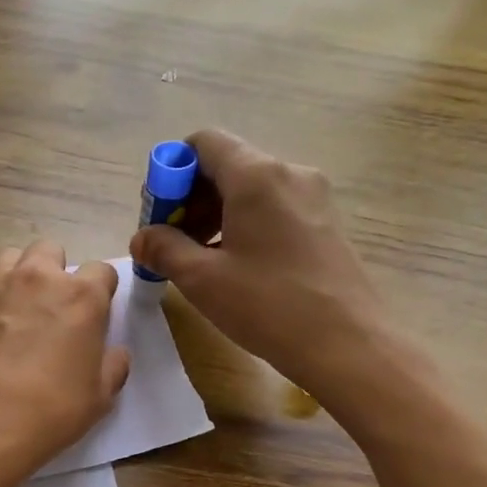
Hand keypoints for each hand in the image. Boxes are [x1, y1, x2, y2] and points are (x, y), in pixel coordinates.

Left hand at [0, 241, 129, 486]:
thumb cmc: (48, 414)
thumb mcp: (99, 398)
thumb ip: (112, 366)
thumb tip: (113, 353)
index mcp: (80, 296)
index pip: (101, 271)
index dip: (100, 292)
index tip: (94, 315)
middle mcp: (36, 278)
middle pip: (50, 252)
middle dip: (55, 273)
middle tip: (52, 310)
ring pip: (9, 258)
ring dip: (18, 276)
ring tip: (16, 310)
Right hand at [130, 128, 390, 392]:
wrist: (345, 342)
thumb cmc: (267, 305)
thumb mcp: (202, 279)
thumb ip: (164, 249)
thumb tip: (141, 238)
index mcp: (256, 175)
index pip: (203, 143)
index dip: (171, 173)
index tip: (159, 216)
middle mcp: (288, 172)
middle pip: (226, 165)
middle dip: (190, 199)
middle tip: (171, 244)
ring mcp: (313, 196)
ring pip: (250, 189)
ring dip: (215, 215)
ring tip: (199, 260)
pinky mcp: (324, 222)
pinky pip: (273, 208)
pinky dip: (243, 225)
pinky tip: (233, 266)